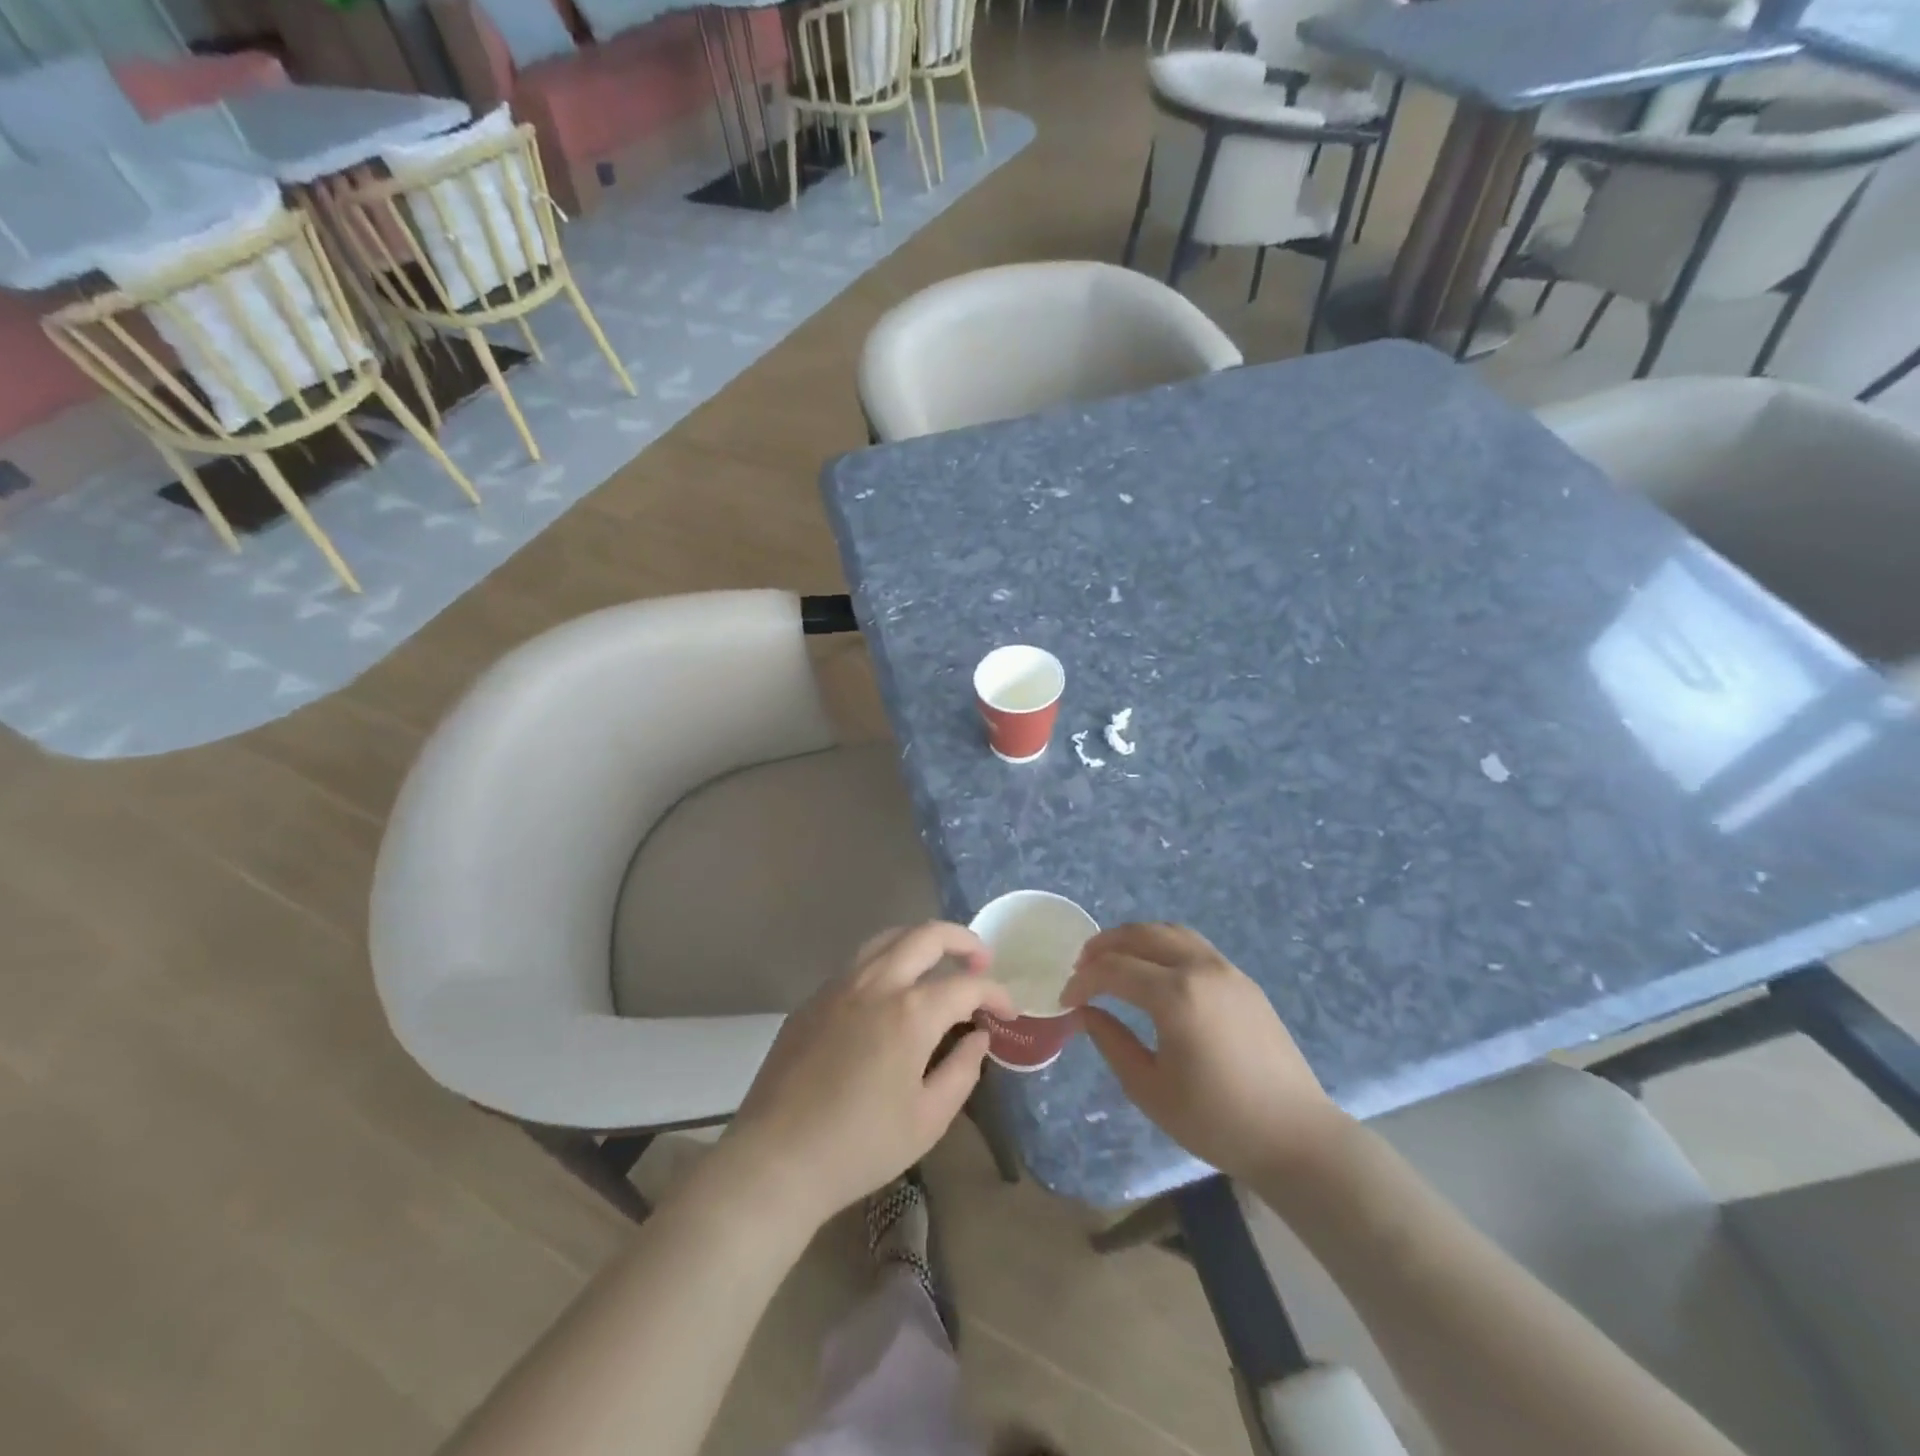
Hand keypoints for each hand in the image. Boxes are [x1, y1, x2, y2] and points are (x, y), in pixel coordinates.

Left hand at [715, 923, 1015, 1229]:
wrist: (776, 1160)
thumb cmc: (860, 1147)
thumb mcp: (928, 1119)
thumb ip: (962, 1070)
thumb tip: (978, 1037)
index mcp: (910, 1012)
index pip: (967, 984)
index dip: (996, 993)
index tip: (1008, 1012)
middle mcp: (876, 983)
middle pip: (926, 935)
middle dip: (963, 941)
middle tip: (981, 960)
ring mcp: (838, 986)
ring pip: (888, 939)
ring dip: (921, 942)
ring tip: (939, 964)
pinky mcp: (812, 1000)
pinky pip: (858, 964)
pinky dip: (887, 963)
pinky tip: (890, 995)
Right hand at [1061, 923, 1345, 1182]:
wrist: (1295, 1136)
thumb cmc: (1216, 1121)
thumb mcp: (1150, 1089)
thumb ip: (1112, 1043)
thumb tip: (1087, 1012)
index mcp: (1175, 996)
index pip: (1113, 970)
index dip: (1083, 980)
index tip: (1066, 999)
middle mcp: (1200, 969)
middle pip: (1141, 935)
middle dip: (1105, 945)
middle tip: (1082, 966)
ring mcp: (1226, 970)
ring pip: (1170, 932)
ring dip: (1135, 938)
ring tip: (1114, 959)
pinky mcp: (1243, 981)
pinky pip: (1194, 946)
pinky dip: (1163, 946)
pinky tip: (1154, 972)